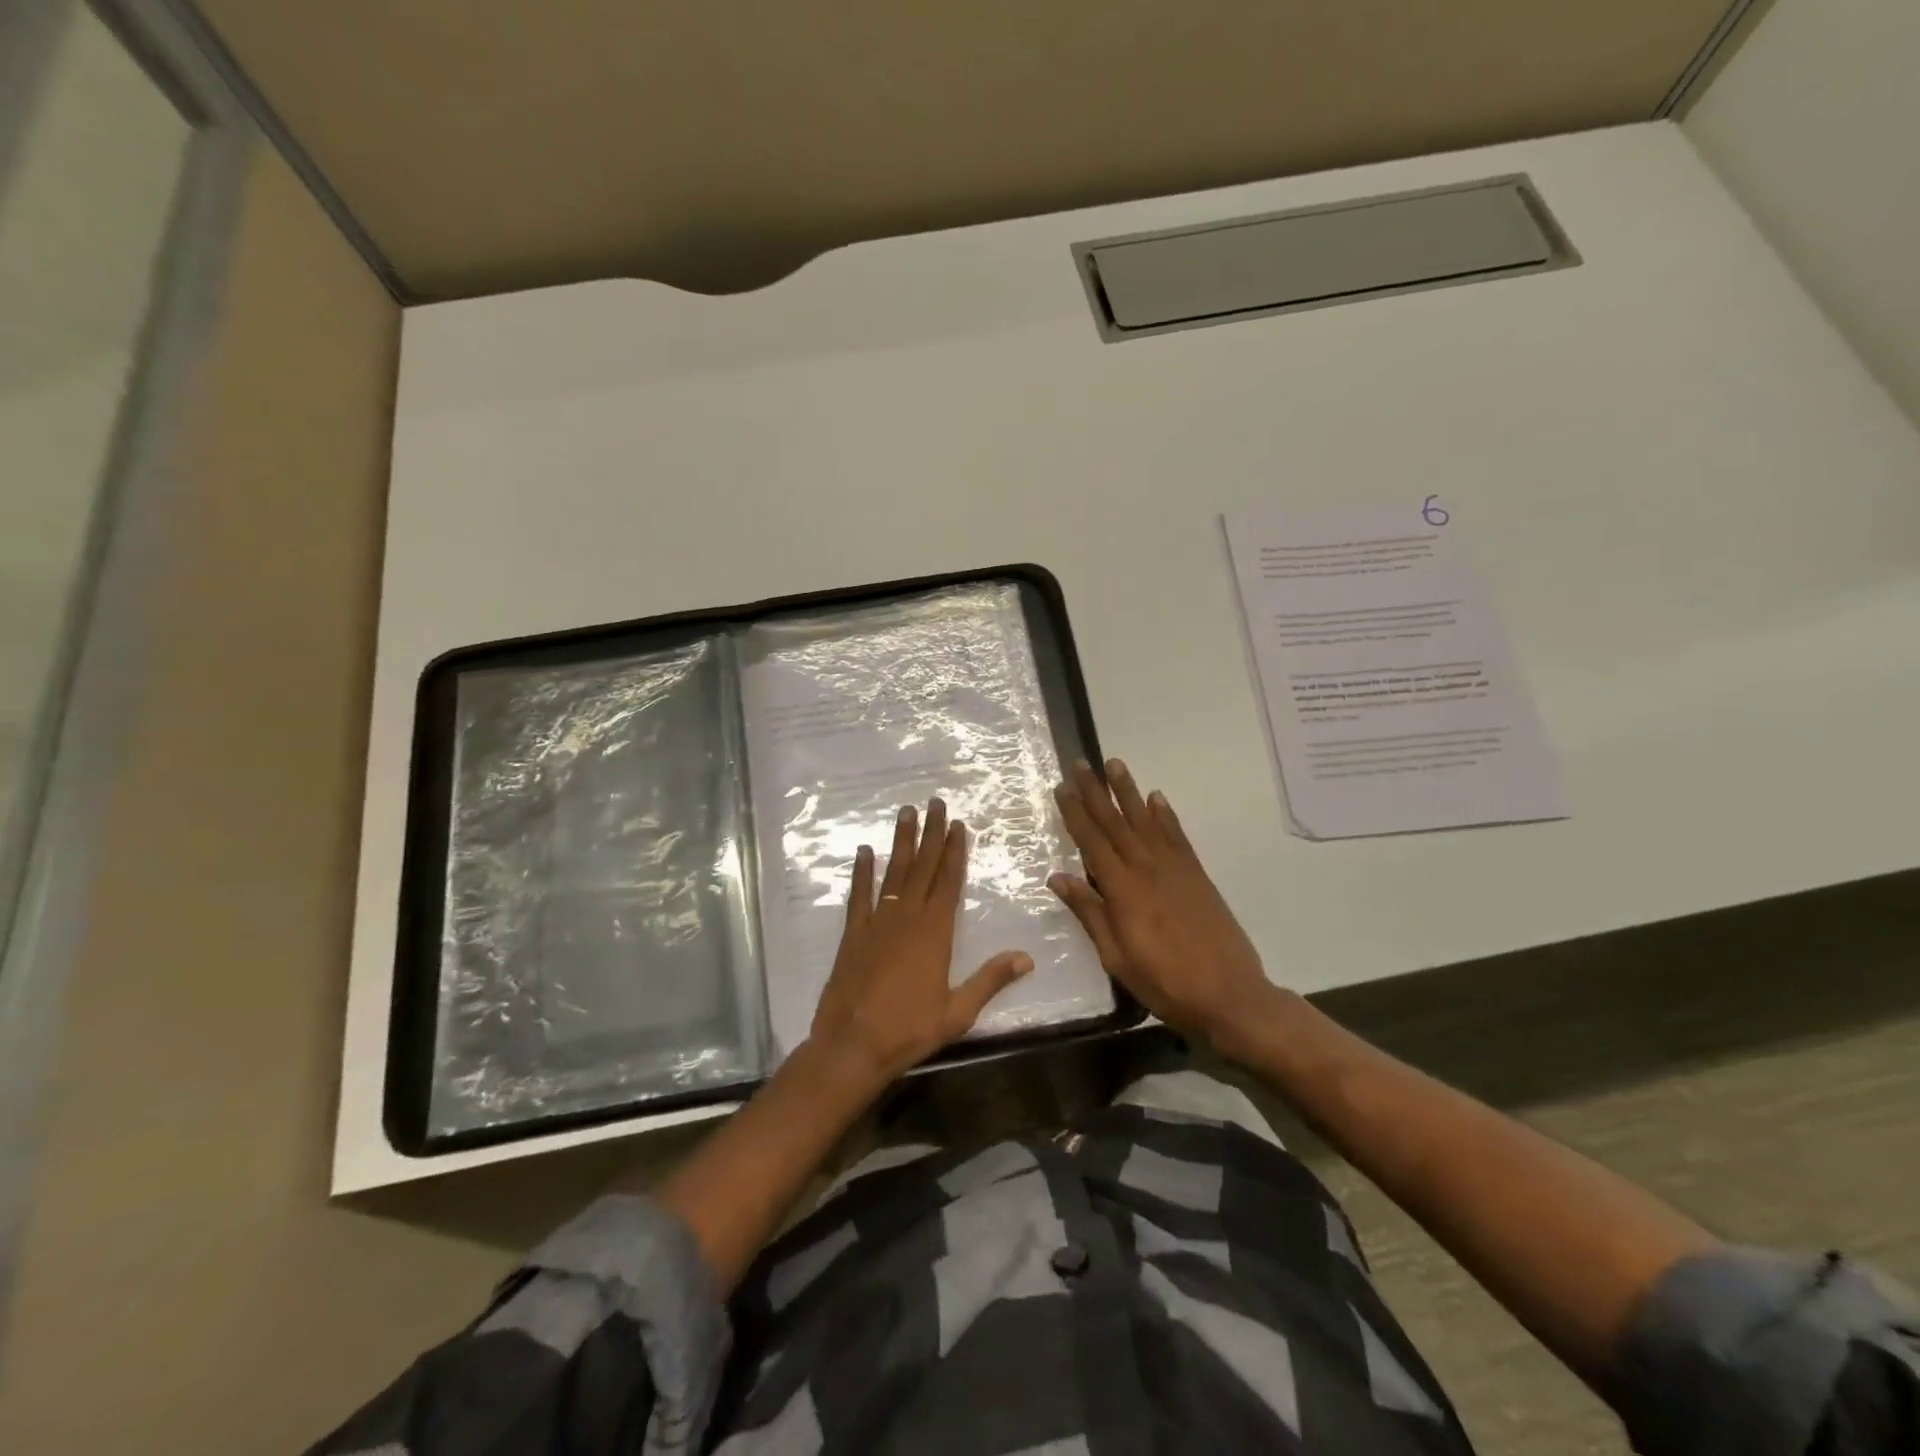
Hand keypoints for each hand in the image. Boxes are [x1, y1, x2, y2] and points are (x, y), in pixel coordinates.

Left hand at [808, 797, 1034, 1086]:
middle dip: (931, 834)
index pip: (948, 882)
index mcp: (935, 933)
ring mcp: (877, 923)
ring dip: (901, 842)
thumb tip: (1026, 958)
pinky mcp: (852, 934)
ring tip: (906, 812)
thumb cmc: (909, 1030)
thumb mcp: (958, 1011)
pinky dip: (862, 872)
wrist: (852, 1045)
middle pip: (922, 867)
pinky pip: (859, 895)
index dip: (954, 852)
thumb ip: (990, 980)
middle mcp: (907, 918)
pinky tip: (864, 851)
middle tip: (935, 803)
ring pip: (893, 872)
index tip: (958, 825)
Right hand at [1048, 760, 1276, 1046]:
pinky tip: (1156, 799)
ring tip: (1115, 764)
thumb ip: (1089, 913)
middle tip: (1081, 763)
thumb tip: (1057, 877)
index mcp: (1122, 890)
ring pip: (1146, 821)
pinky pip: (1177, 836)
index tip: (1062, 787)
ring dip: (1129, 792)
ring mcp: (1175, 869)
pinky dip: (1165, 815)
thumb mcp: (1116, 957)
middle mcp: (1146, 869)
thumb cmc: (1165, 982)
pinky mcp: (1197, 875)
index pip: (1092, 842)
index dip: (1075, 813)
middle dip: (1096, 792)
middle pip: (1116, 822)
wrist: (1230, 995)